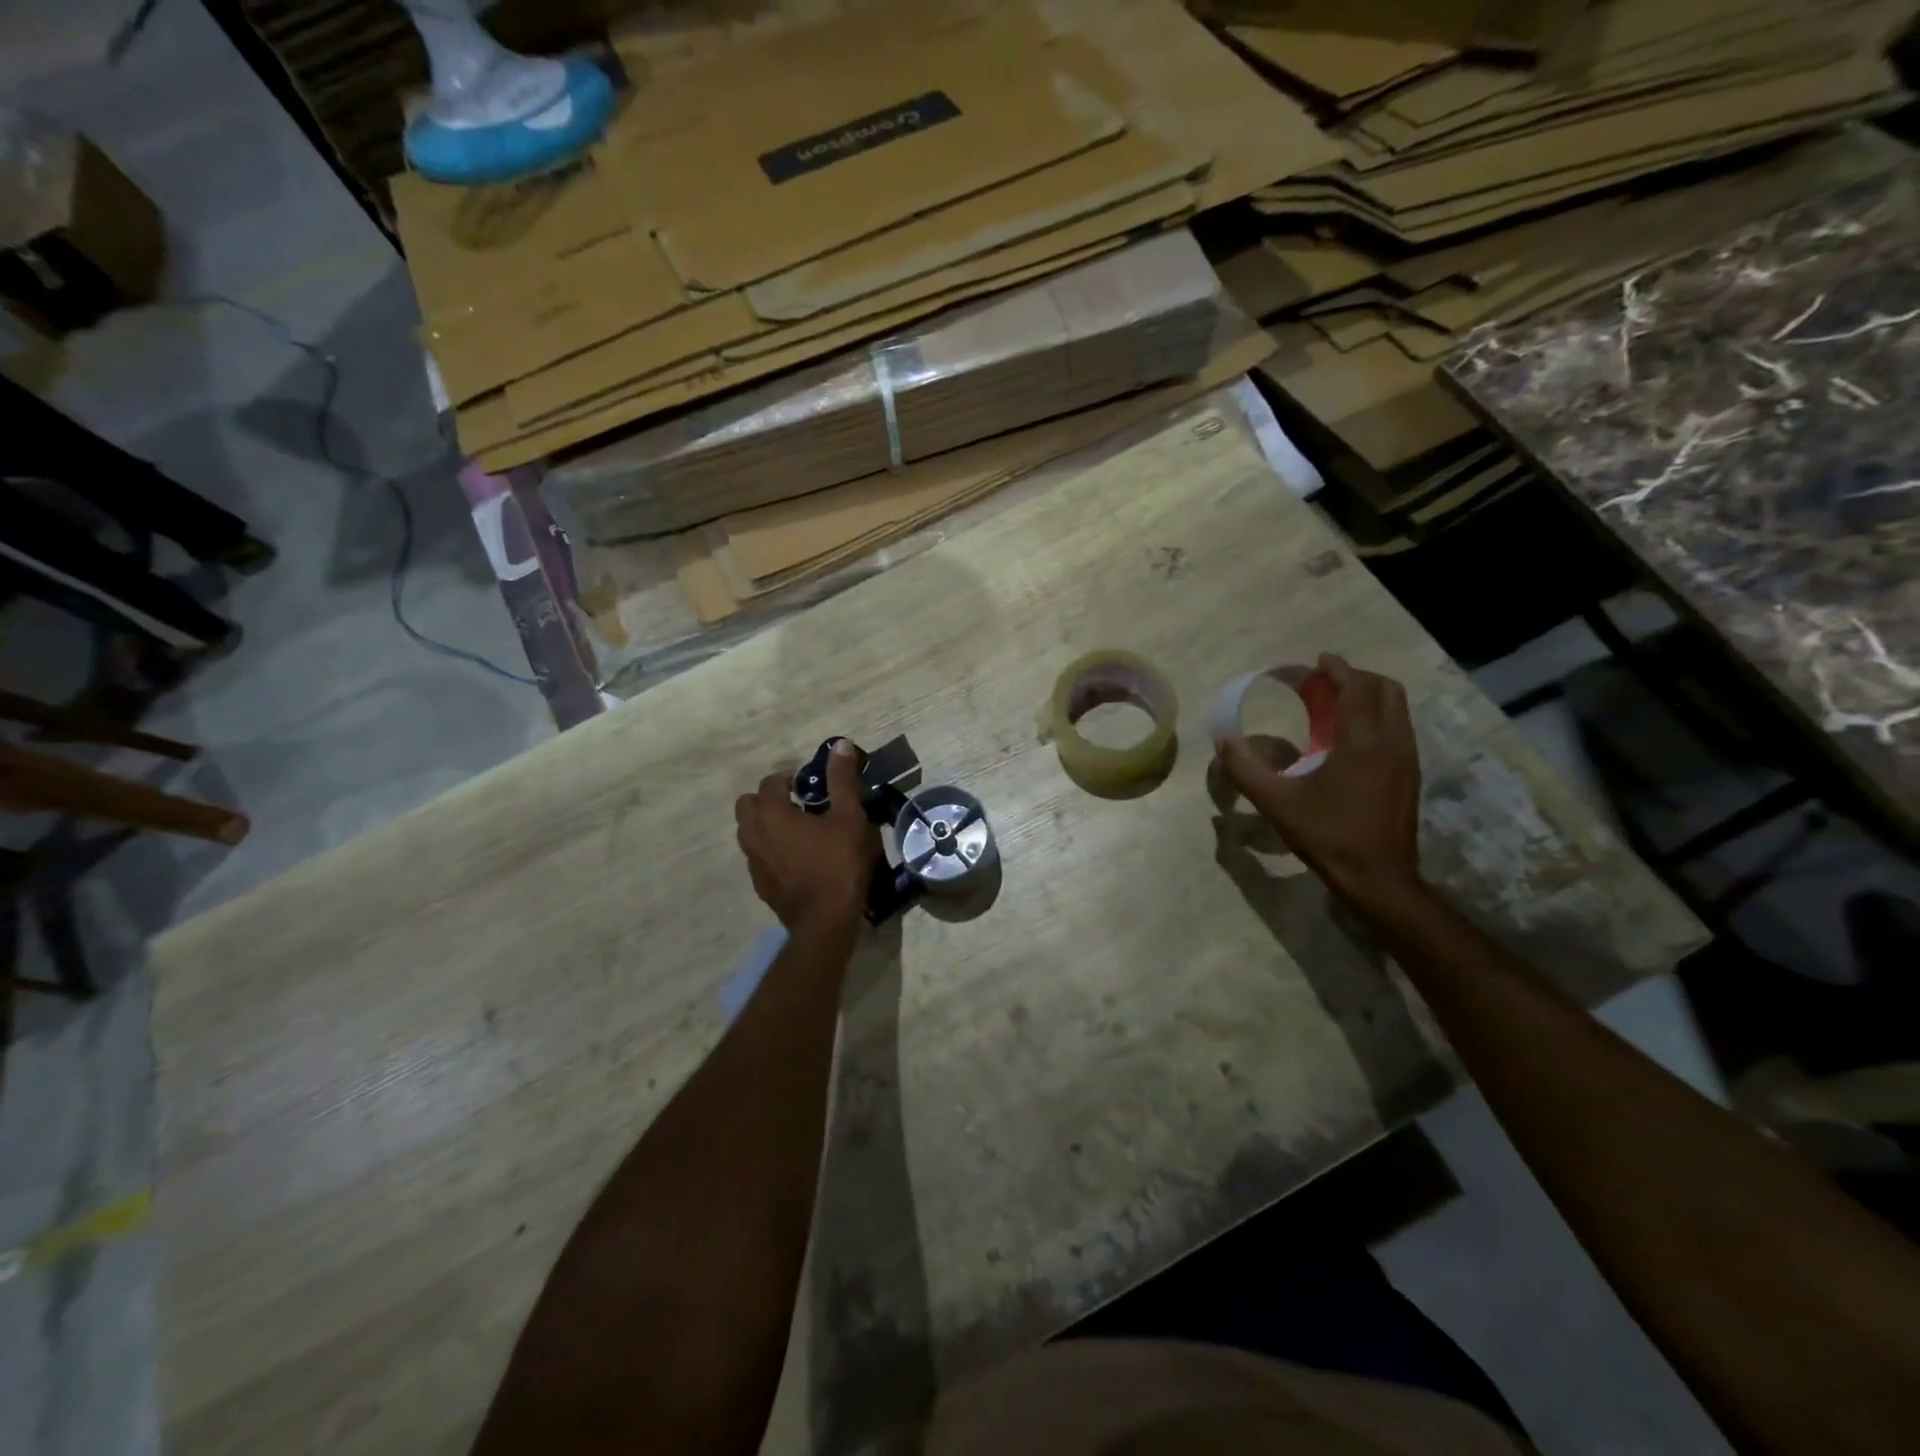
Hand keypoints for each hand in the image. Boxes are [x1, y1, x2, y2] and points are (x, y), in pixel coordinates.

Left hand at [735, 741, 878, 929]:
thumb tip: (840, 744)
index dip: (790, 778)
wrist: (826, 920)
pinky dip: (771, 849)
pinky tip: (797, 859)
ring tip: (797, 831)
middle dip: (768, 798)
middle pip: (748, 805)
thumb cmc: (839, 863)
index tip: (812, 785)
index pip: (770, 781)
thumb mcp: (849, 817)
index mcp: (771, 813)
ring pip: (749, 832)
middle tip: (798, 804)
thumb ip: (842, 779)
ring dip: (766, 824)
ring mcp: (753, 862)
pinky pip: (758, 856)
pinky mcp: (760, 884)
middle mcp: (753, 834)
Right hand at [1216, 653, 1425, 913]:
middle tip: (1326, 682)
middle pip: (1385, 690)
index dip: (1339, 669)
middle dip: (1357, 678)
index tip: (1319, 660)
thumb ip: (1246, 770)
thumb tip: (1224, 743)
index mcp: (1363, 742)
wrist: (1378, 879)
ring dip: (1369, 696)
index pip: (1357, 688)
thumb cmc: (1328, 836)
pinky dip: (1377, 717)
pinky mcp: (1410, 776)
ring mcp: (1407, 759)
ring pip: (1397, 709)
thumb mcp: (1277, 804)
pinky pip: (1398, 728)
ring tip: (1337, 704)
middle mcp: (1392, 742)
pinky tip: (1351, 738)